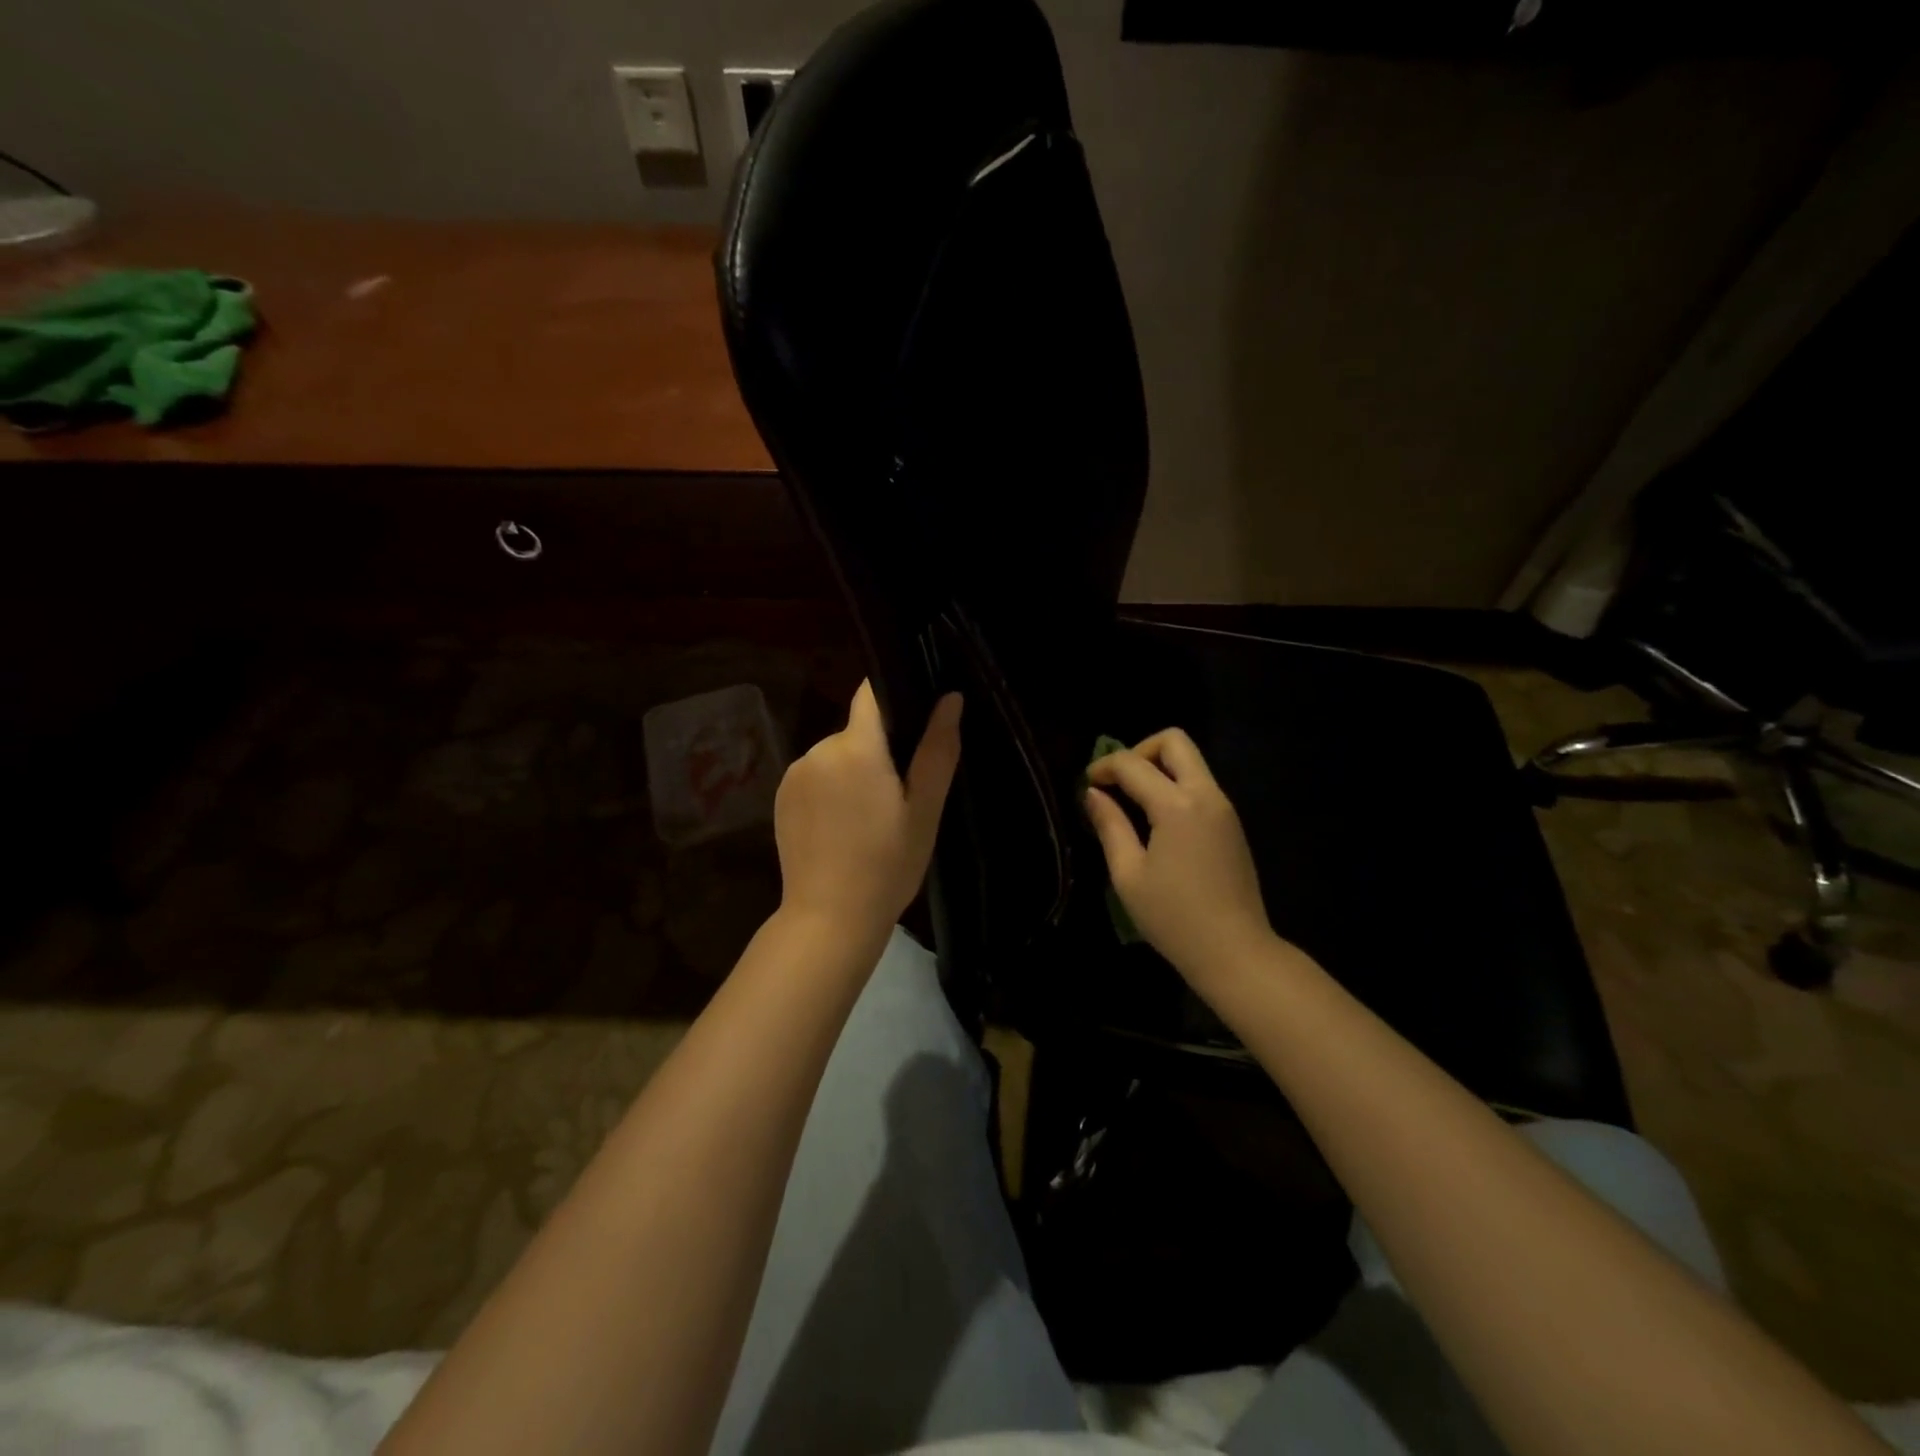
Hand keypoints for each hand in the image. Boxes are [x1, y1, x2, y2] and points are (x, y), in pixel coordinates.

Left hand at [774, 681, 961, 943]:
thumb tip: (950, 698)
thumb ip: (937, 750)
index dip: (893, 699)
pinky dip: (830, 791)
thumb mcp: (925, 810)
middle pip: (857, 731)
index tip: (913, 726)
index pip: (870, 695)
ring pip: (836, 756)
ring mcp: (794, 774)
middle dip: (878, 752)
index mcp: (857, 747)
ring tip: (870, 819)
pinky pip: (814, 777)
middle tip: (899, 797)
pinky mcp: (780, 798)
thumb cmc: (887, 865)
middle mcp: (818, 749)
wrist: (828, 919)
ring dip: (853, 773)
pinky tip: (842, 829)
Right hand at [1085, 729, 1273, 991]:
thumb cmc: (1174, 918)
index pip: (1134, 764)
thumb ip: (1110, 826)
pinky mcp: (1231, 824)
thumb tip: (1093, 794)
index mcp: (1177, 806)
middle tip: (1118, 783)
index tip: (1087, 784)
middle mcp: (1206, 795)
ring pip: (1191, 762)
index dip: (1104, 767)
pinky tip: (1155, 820)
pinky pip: (1200, 785)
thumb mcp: (1129, 874)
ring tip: (1132, 802)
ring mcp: (1224, 808)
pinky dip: (1174, 786)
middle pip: (1174, 742)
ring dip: (1159, 769)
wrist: (1235, 952)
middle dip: (1140, 751)